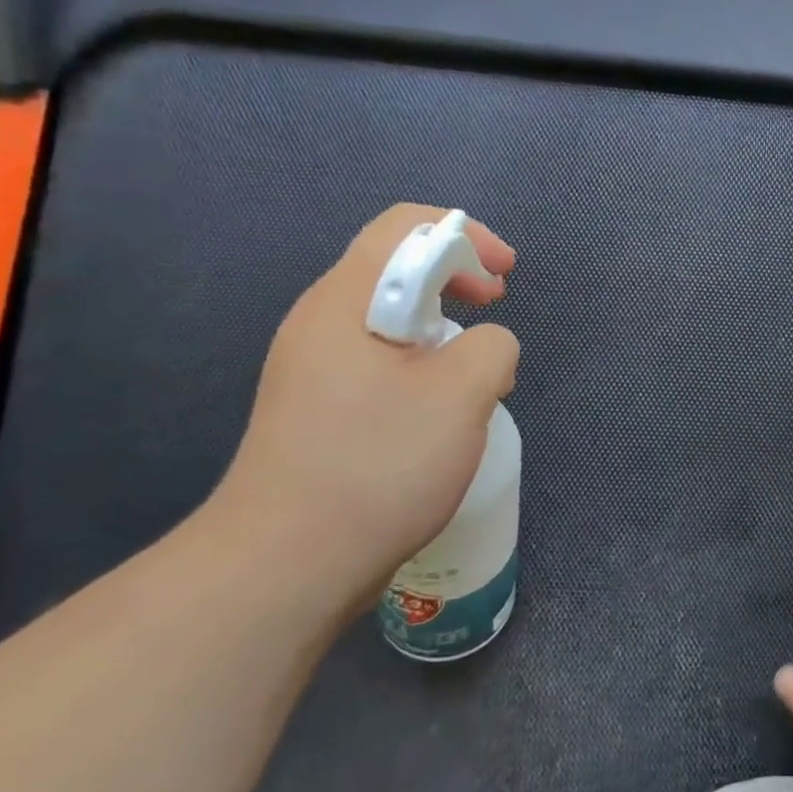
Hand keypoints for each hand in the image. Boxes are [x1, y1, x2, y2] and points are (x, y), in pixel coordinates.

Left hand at [211, 202, 519, 610]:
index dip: (466, 235)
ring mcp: (311, 370)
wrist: (287, 565)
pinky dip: (420, 367)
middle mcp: (319, 324)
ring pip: (388, 320)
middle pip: (394, 267)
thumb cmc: (378, 464)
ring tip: (474, 373)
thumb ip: (492, 347)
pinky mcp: (316, 411)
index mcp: (345, 301)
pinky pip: (377, 363)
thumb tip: (484, 347)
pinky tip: (438, 413)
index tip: (505, 277)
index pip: (404, 226)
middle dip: (456, 278)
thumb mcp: (462, 395)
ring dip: (442, 329)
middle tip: (494, 311)